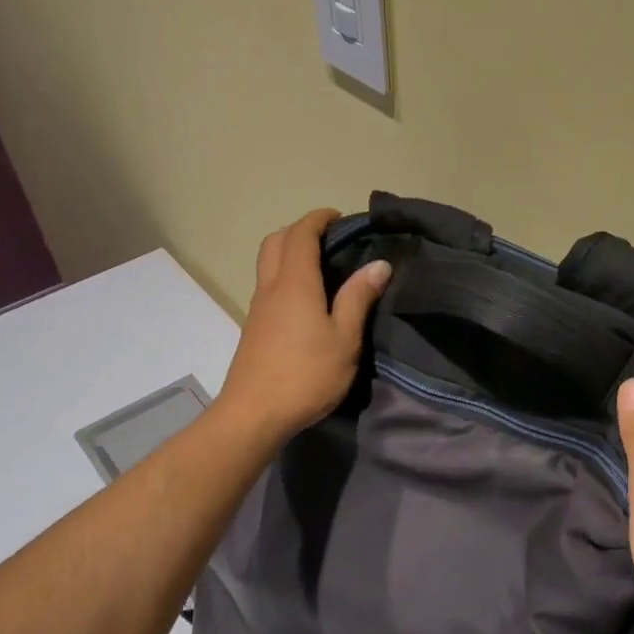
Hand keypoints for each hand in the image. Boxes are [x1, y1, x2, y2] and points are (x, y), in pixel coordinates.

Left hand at [215, 209, 391, 448]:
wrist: (254, 414)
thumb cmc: (306, 375)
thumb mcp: (345, 339)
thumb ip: (358, 299)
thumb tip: (379, 264)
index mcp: (295, 283)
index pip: (301, 234)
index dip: (318, 219)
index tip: (340, 218)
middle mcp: (271, 287)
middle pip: (276, 241)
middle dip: (300, 230)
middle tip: (329, 240)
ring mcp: (258, 308)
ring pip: (268, 263)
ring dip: (290, 252)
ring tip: (322, 268)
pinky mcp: (254, 328)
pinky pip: (268, 286)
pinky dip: (286, 276)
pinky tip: (307, 300)